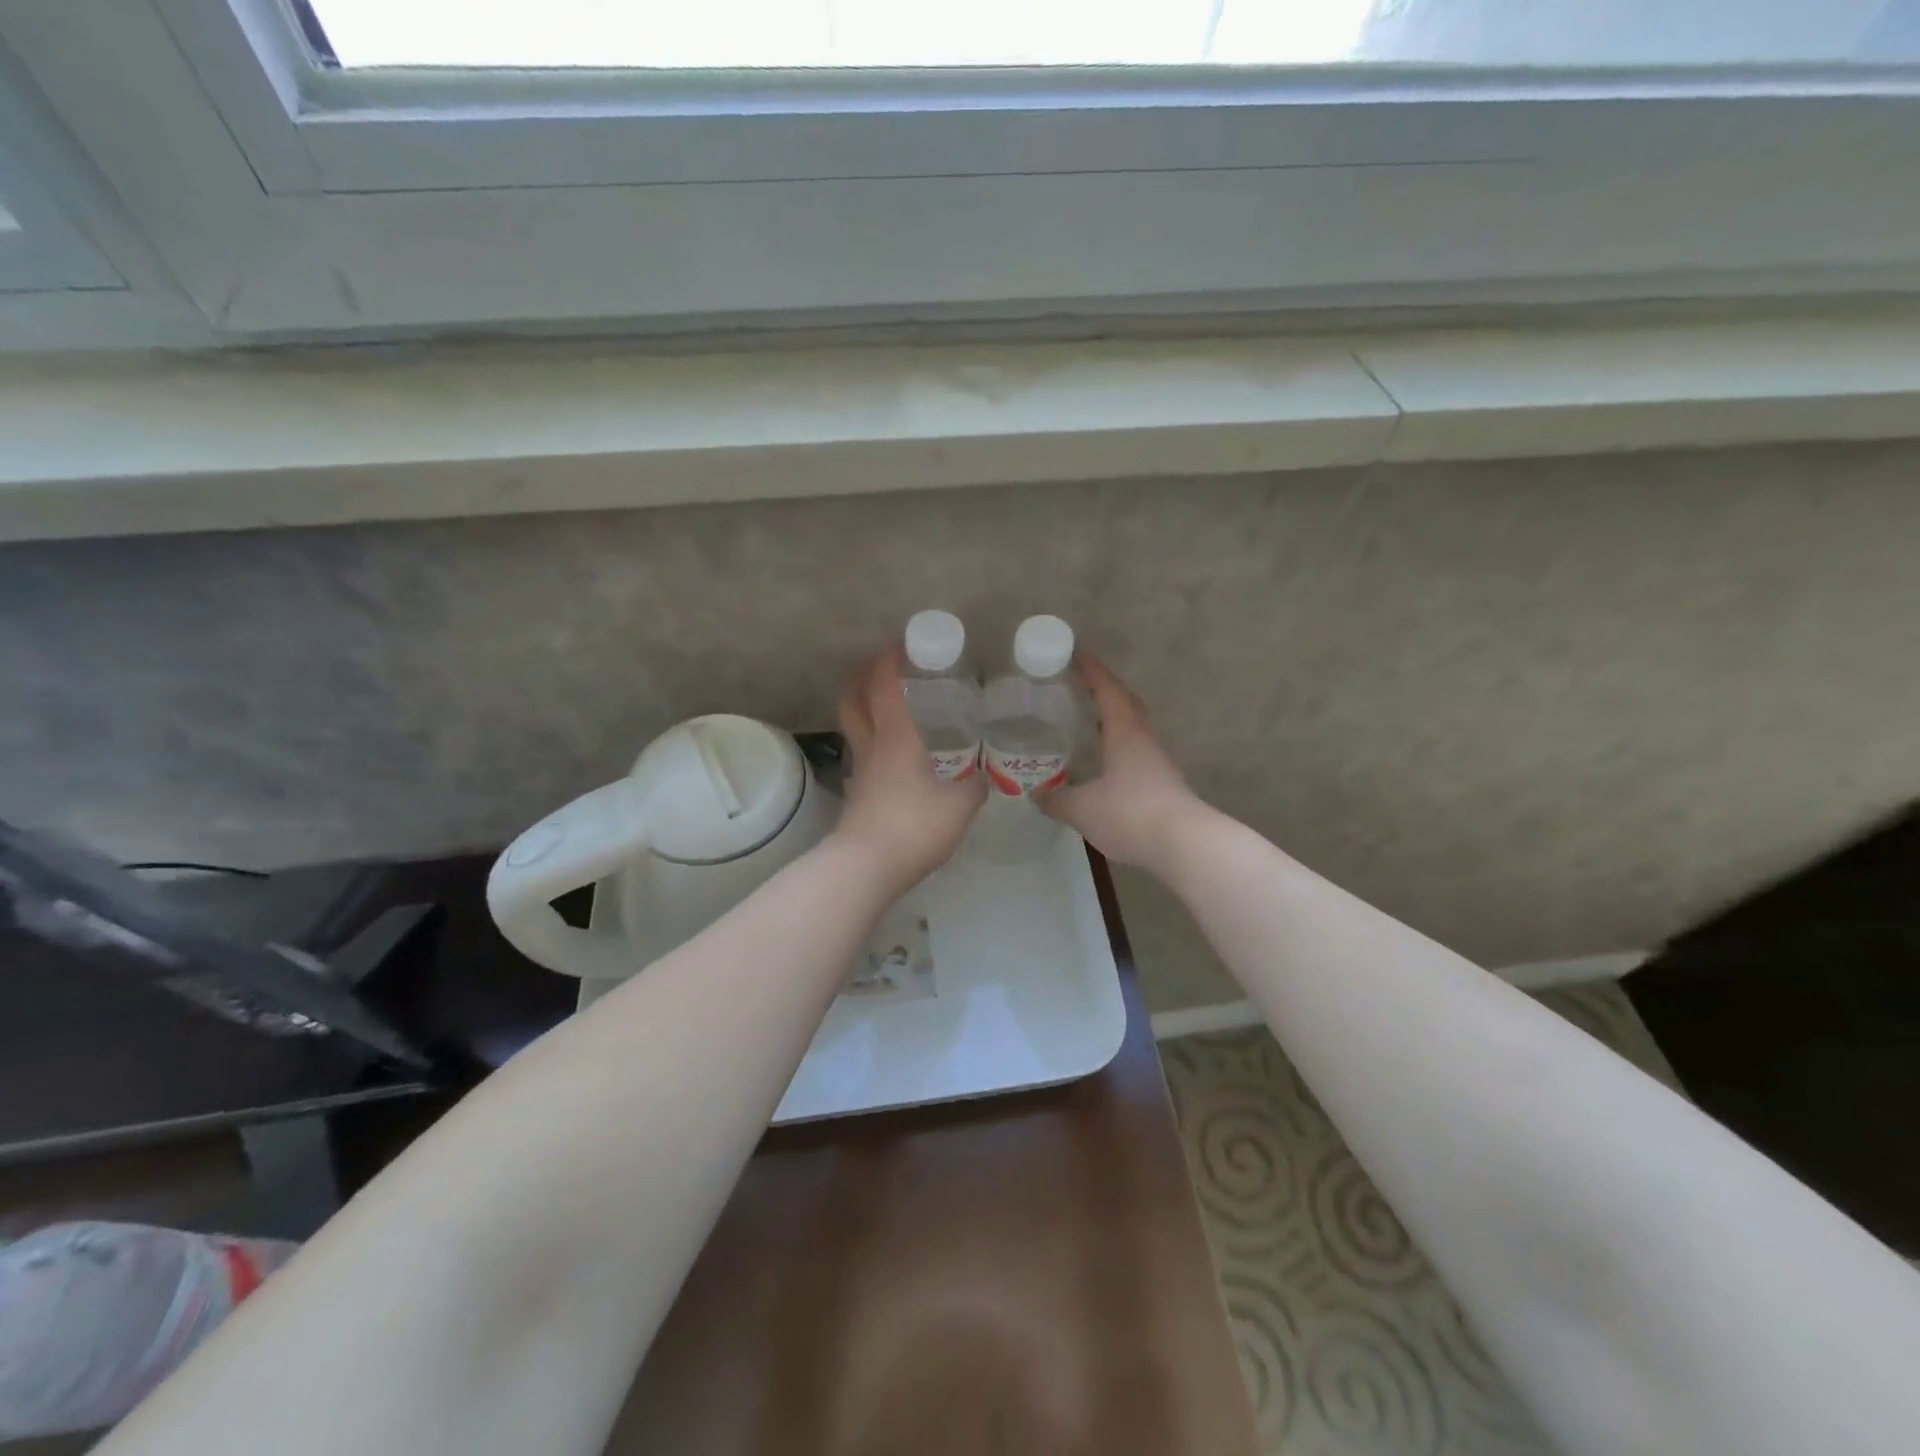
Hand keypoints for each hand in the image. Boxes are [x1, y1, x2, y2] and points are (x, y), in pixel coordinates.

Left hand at [832, 648, 986, 895]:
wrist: (865, 868)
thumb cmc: (913, 826)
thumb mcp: (960, 806)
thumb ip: (976, 786)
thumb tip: (985, 776)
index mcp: (896, 737)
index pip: (884, 686)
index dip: (888, 660)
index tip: (899, 644)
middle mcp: (872, 746)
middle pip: (853, 700)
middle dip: (863, 678)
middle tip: (884, 670)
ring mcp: (860, 771)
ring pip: (854, 727)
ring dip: (865, 708)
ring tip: (892, 707)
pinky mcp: (856, 794)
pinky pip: (863, 754)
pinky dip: (874, 742)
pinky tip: (896, 756)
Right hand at [1039, 654, 1209, 875]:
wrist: (1184, 844)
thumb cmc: (1130, 814)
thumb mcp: (1082, 808)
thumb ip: (1057, 799)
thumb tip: (1037, 794)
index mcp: (1126, 732)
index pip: (1108, 691)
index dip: (1092, 672)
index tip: (1078, 655)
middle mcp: (1145, 740)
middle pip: (1127, 704)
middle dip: (1106, 691)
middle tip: (1082, 686)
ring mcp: (1158, 762)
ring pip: (1135, 729)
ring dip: (1115, 720)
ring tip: (1091, 722)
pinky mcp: (1163, 784)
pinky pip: (1137, 753)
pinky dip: (1120, 747)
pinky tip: (1107, 763)